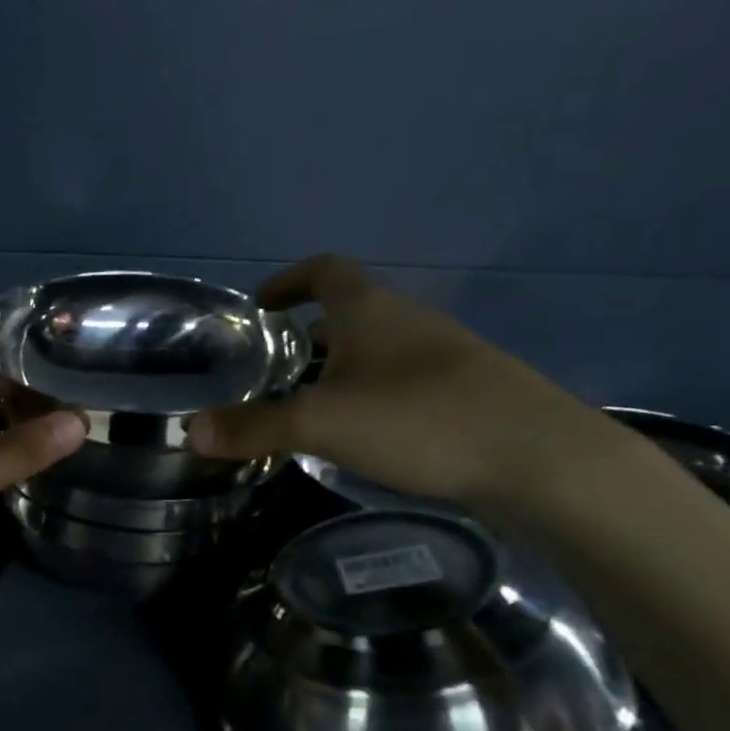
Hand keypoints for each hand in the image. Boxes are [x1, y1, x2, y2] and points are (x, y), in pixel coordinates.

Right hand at [189, 255, 610, 506]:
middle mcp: (406, 320)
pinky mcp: (464, 392)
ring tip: (308, 404)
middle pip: (350, 311)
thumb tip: (190, 431)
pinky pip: (401, 380)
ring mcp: (441, 355)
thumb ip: (254, 426)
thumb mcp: (321, 423)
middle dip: (309, 332)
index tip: (262, 303)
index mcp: (369, 309)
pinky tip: (362, 434)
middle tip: (273, 366)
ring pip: (377, 348)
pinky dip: (371, 393)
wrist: (538, 458)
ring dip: (341, 366)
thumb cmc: (418, 419)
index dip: (288, 281)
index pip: (323, 272)